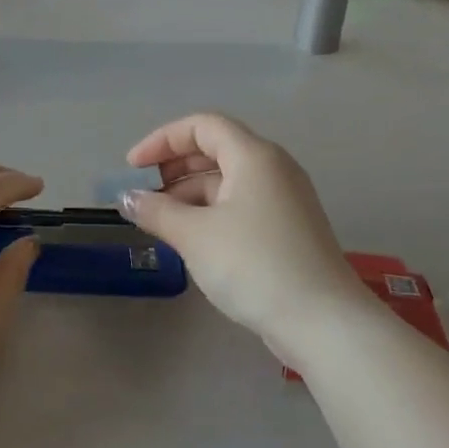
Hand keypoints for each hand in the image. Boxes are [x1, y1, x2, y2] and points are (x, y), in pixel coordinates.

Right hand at [119, 113, 367, 364]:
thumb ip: (156, 211)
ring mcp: (285, 199)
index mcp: (254, 156)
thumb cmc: (254, 265)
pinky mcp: (289, 228)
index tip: (133, 167)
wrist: (322, 322)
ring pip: (229, 181)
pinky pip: (242, 205)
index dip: (162, 140)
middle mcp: (274, 168)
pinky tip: (193, 240)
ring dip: (190, 193)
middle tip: (145, 193)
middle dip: (175, 166)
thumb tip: (126, 198)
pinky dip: (212, 212)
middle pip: (216, 149)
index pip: (202, 125)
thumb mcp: (195, 235)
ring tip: (161, 222)